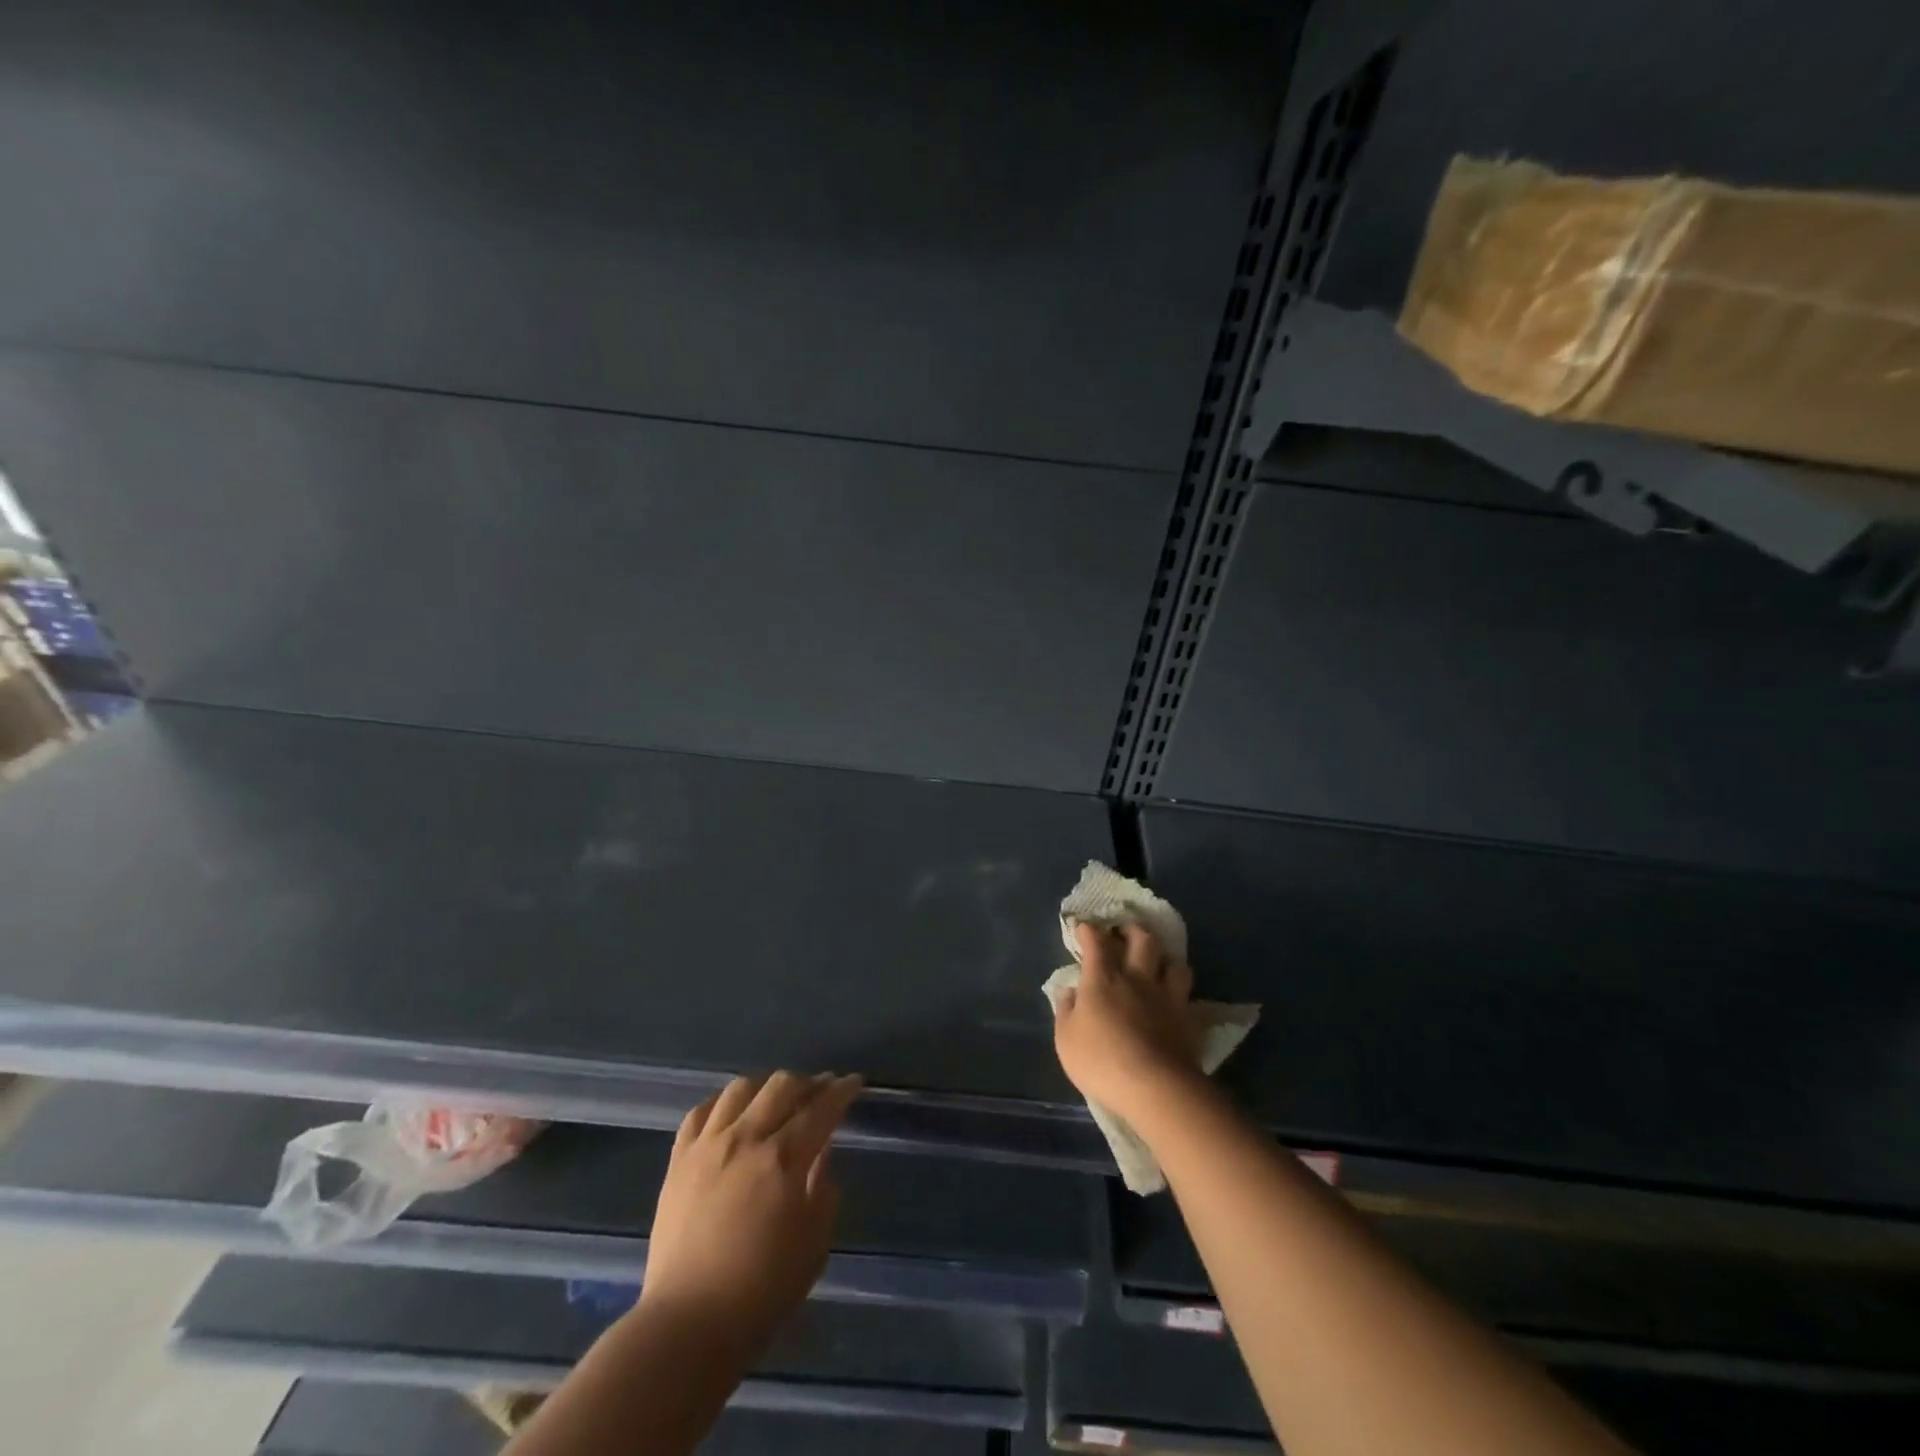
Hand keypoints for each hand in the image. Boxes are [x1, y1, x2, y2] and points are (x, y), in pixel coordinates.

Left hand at [640, 1071, 862, 1357]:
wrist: (687, 1325)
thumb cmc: (762, 1292)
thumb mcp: (814, 1244)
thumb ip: (823, 1189)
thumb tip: (821, 1152)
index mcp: (784, 1159)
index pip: (821, 1108)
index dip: (842, 1090)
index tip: (854, 1082)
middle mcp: (746, 1139)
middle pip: (782, 1085)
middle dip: (808, 1082)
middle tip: (821, 1091)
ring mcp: (708, 1146)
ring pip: (740, 1088)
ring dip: (766, 1086)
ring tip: (775, 1099)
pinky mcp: (678, 1160)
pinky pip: (701, 1112)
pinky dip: (722, 1104)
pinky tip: (732, 1113)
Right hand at [1054, 922, 1201, 1126]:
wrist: (1154, 1087)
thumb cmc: (1101, 1061)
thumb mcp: (1066, 1039)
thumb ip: (1066, 1010)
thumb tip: (1070, 990)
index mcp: (1102, 980)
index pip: (1095, 943)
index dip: (1089, 931)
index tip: (1084, 927)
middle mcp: (1136, 978)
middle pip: (1140, 940)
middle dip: (1131, 930)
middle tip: (1124, 933)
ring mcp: (1165, 996)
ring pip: (1171, 961)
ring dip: (1162, 956)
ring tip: (1156, 961)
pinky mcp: (1186, 1016)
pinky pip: (1186, 989)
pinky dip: (1178, 984)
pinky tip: (1174, 992)